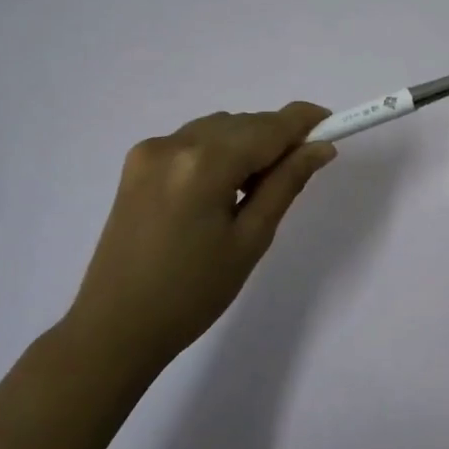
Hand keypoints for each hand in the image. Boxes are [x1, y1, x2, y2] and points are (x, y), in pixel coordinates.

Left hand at [69, 103, 336, 367]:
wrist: (115, 327)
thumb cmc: (192, 293)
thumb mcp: (251, 240)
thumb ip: (286, 183)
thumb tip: (321, 147)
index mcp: (205, 164)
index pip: (268, 127)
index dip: (304, 121)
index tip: (333, 123)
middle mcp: (175, 143)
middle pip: (243, 123)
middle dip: (275, 138)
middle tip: (297, 172)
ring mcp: (151, 150)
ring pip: (218, 127)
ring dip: (246, 144)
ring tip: (253, 190)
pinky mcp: (137, 162)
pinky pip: (192, 140)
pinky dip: (217, 151)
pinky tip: (220, 189)